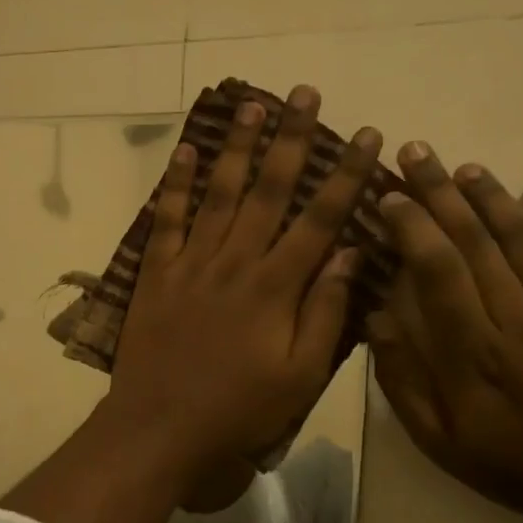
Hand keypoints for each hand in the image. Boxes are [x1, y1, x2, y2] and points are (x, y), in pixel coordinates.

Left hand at [108, 87, 380, 488]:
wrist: (160, 429)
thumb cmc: (239, 411)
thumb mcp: (300, 376)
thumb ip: (325, 313)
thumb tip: (348, 253)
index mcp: (276, 288)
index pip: (320, 218)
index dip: (346, 174)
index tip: (366, 135)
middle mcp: (235, 263)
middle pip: (269, 191)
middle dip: (291, 140)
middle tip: (304, 93)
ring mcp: (191, 265)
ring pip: (219, 194)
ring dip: (237, 149)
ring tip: (251, 106)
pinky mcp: (155, 275)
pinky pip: (166, 220)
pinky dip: (174, 185)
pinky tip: (184, 152)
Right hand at [367, 144, 522, 522]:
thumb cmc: (516, 467)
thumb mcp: (440, 441)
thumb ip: (404, 380)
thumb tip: (376, 318)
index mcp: (473, 353)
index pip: (436, 271)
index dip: (412, 226)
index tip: (389, 196)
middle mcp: (520, 319)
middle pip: (477, 242)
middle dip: (441, 193)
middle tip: (416, 153)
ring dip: (493, 196)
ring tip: (464, 166)